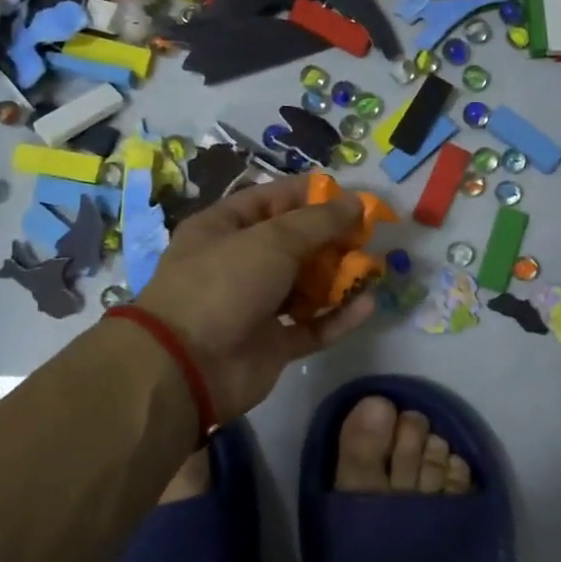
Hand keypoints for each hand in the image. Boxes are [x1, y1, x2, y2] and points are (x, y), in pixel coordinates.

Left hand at [138, 175, 376, 421]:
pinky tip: (367, 305)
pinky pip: (311, 326)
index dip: (312, 195)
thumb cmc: (224, 283)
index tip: (353, 197)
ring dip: (339, 277)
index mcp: (225, 228)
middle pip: (294, 243)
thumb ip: (319, 221)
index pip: (273, 199)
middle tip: (369, 236)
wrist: (186, 366)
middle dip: (332, 238)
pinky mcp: (272, 344)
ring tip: (374, 269)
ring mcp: (255, 306)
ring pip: (306, 285)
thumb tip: (357, 202)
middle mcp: (239, 263)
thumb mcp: (272, 240)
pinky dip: (337, 317)